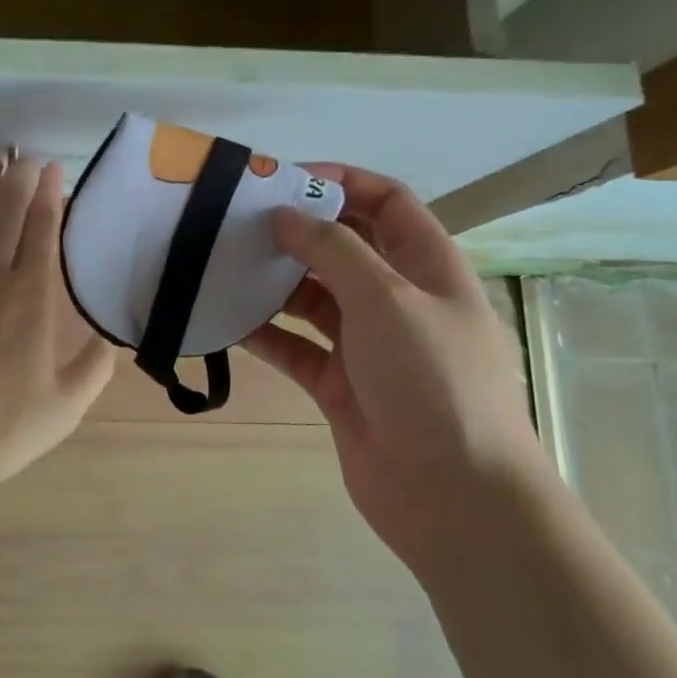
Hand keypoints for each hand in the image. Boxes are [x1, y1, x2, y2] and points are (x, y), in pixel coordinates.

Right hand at [242, 164, 546, 569]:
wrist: (454, 497)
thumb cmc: (432, 380)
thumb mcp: (388, 298)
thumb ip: (334, 249)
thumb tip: (287, 214)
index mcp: (427, 266)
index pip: (385, 201)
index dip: (340, 181)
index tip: (282, 181)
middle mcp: (397, 298)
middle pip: (343, 246)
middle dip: (296, 230)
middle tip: (237, 222)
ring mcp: (367, 343)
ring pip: (313, 296)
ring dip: (273, 281)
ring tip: (222, 265)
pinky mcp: (339, 384)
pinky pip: (295, 346)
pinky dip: (264, 333)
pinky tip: (225, 320)